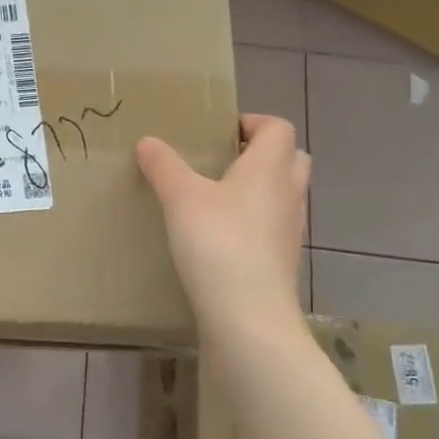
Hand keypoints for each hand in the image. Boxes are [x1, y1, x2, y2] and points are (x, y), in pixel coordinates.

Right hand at [137, 115, 309, 339]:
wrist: (247, 315)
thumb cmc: (218, 242)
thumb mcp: (180, 198)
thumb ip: (164, 166)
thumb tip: (148, 142)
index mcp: (270, 168)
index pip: (278, 128)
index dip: (252, 123)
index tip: (219, 132)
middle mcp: (288, 193)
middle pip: (290, 159)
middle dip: (261, 154)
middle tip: (222, 161)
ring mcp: (290, 230)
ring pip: (284, 194)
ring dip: (260, 189)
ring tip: (218, 198)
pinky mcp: (283, 261)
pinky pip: (274, 227)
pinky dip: (255, 222)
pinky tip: (222, 236)